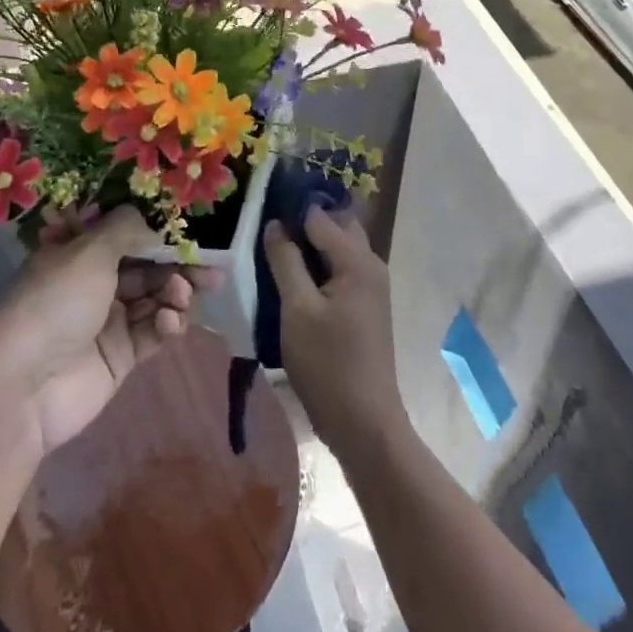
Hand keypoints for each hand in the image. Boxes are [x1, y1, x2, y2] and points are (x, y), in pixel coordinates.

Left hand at [0, 207, 221, 457]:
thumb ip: (127, 229)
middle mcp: (93, 283)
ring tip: (182, 295)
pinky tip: (171, 322)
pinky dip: (167, 324)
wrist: (23, 387)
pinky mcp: (121, 356)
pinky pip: (153, 333)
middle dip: (177, 265)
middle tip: (211, 268)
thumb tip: (151, 217)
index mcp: (78, 253)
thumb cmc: (55, 303)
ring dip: (174, 294)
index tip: (191, 230)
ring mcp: (107, 321)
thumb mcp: (90, 252)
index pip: (125, 234)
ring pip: (154, 299)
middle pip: (146, 267)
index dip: (158, 231)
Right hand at [263, 207, 405, 459]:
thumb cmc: (328, 364)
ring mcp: (371, 287)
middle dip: (304, 223)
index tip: (260, 209)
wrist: (364, 422)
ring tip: (274, 253)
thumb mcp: (297, 309)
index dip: (291, 209)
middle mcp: (371, 265)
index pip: (320, 216)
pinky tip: (292, 280)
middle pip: (336, 227)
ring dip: (310, 246)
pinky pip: (340, 271)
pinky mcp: (366, 307)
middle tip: (268, 231)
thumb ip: (285, 261)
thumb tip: (276, 224)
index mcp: (357, 260)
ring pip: (338, 250)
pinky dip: (319, 268)